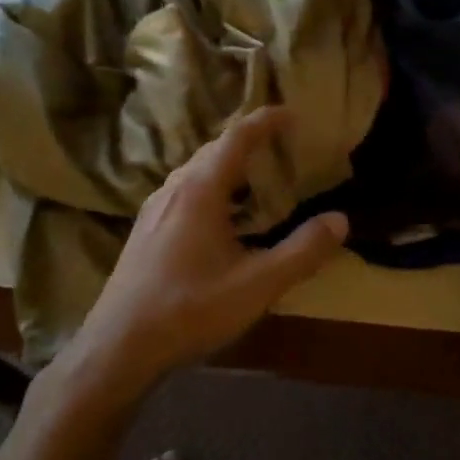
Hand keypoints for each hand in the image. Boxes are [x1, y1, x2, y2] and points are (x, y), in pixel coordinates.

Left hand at [57, 107, 348, 389]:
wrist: (119, 346)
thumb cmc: (191, 309)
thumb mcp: (258, 284)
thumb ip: (303, 251)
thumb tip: (340, 220)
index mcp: (201, 191)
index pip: (236, 137)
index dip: (265, 120)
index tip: (291, 113)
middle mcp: (174, 189)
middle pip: (213, 149)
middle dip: (248, 140)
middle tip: (280, 145)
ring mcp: (154, 209)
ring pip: (195, 171)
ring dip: (227, 165)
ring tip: (255, 177)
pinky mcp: (145, 231)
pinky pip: (183, 191)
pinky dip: (211, 187)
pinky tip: (220, 217)